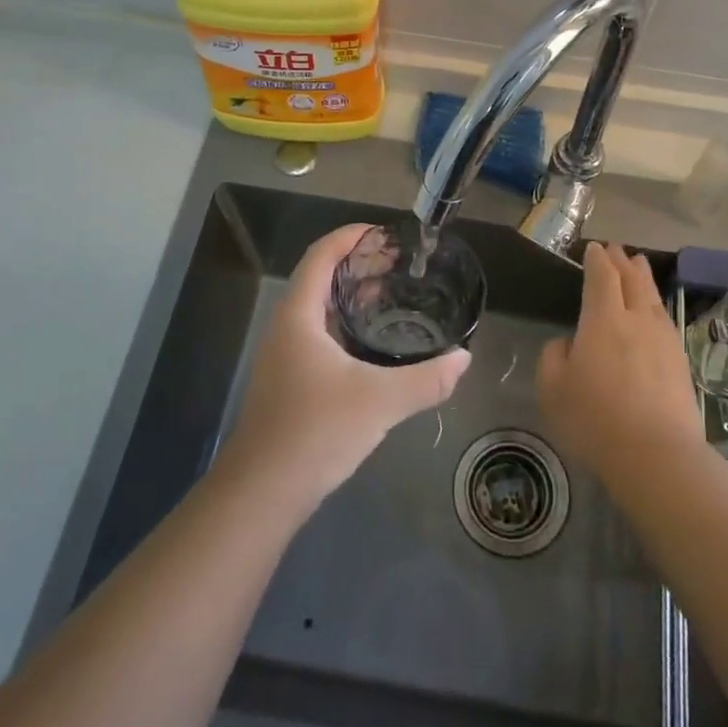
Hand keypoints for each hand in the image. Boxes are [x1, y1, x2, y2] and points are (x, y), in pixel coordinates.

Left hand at [216, 224, 469, 511]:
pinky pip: (320, 336)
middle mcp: (287, 328)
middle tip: (399, 265)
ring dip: (352, 297)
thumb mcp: (379, 401)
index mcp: (299, 316)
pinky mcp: (289, 381)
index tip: (385, 233)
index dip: (350, 236)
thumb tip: (464, 359)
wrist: (263, 492)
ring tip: (393, 297)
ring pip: (320, 310)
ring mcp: (285, 356)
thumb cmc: (315, 432)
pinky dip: (347, 326)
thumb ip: (426, 379)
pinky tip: (374, 348)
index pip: (321, 255)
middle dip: (358, 265)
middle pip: (320, 278)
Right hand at [537, 243, 705, 486]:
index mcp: (603, 319)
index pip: (602, 277)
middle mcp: (637, 320)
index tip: (593, 248)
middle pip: (632, 280)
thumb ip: (554, 356)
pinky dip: (655, 306)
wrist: (656, 455)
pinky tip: (654, 312)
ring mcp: (664, 340)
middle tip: (616, 249)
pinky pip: (665, 320)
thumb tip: (568, 343)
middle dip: (622, 262)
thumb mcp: (552, 388)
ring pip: (652, 298)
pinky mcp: (680, 362)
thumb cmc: (594, 419)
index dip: (597, 260)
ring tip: (639, 266)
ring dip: (643, 278)